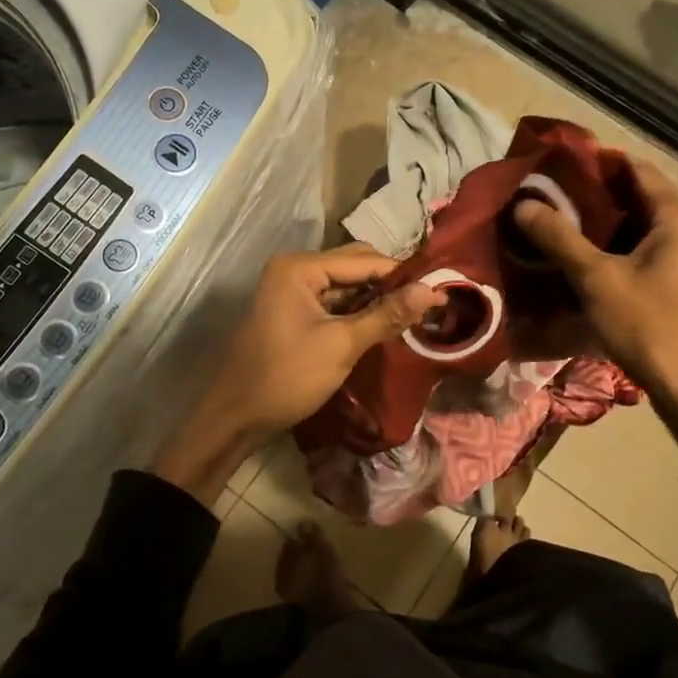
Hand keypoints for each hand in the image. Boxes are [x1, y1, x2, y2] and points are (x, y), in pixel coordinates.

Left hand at [153, 245, 442, 502]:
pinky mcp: (294, 311)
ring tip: (414, 314)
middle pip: (355, 266)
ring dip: (376, 299)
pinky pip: (334, 302)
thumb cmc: (287, 376)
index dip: (402, 274)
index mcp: (300, 267)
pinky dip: (357, 312)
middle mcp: (295, 268)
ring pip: (346, 285)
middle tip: (429, 303)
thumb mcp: (342, 345)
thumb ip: (388, 315)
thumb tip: (434, 290)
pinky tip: (384, 325)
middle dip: (390, 284)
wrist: (236, 417)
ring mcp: (292, 290)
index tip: (441, 288)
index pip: (364, 260)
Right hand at [513, 159, 677, 411]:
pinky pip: (642, 250)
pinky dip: (612, 247)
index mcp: (677, 218)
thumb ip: (559, 238)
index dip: (597, 161)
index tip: (556, 162)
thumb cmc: (650, 326)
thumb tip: (523, 204)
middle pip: (636, 196)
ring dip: (600, 223)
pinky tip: (579, 257)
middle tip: (546, 193)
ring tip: (554, 221)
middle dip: (592, 193)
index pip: (636, 169)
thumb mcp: (597, 279)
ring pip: (637, 226)